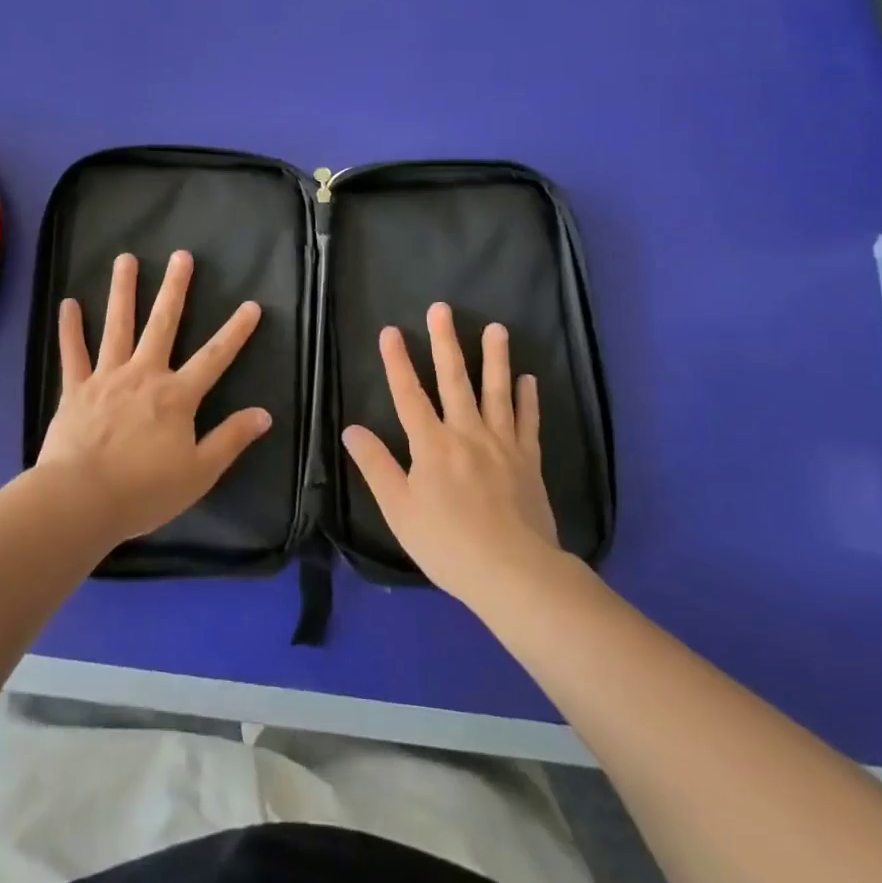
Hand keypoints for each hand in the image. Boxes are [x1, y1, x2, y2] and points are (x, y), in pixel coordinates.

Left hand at [36, 250, 271, 545]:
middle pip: (163, 324)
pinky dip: (70, 329)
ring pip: (117, 326)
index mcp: (176, 396)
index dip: (235, 332)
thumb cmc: (144, 490)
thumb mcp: (199, 473)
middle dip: (174, 289)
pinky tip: (68, 303)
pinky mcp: (76, 389)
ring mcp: (107, 378)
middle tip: (181, 255)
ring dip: (122, 291)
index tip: (252, 305)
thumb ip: (231, 439)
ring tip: (125, 258)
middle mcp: (144, 374)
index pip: (214, 357)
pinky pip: (73, 353)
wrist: (81, 500)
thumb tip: (265, 414)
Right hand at [342, 303, 559, 608]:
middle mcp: (466, 434)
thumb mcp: (399, 510)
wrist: (514, 574)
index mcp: (431, 445)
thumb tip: (351, 429)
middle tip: (442, 308)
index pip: (408, 395)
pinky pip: (529, 423)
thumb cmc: (448, 544)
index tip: (390, 330)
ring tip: (497, 328)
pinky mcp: (529, 461)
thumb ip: (376, 466)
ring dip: (496, 358)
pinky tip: (529, 379)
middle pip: (454, 380)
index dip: (397, 362)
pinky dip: (529, 400)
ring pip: (497, 392)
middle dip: (445, 342)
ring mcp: (502, 445)